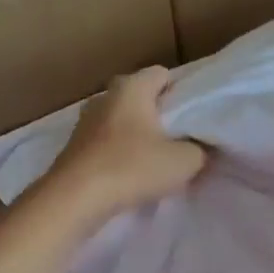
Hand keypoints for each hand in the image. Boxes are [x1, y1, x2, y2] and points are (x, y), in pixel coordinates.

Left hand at [38, 67, 206, 224]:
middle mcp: (105, 97)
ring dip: (135, 133)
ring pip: (119, 119)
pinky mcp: (73, 147)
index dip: (180, 91)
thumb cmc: (132, 167)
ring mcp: (85, 122)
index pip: (161, 74)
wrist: (74, 199)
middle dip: (157, 112)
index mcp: (132, 87)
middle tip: (176, 135)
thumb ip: (199, 149)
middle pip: (138, 95)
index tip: (192, 115)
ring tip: (154, 157)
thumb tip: (199, 147)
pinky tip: (129, 172)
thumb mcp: (184, 161)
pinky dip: (118, 151)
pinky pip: (105, 141)